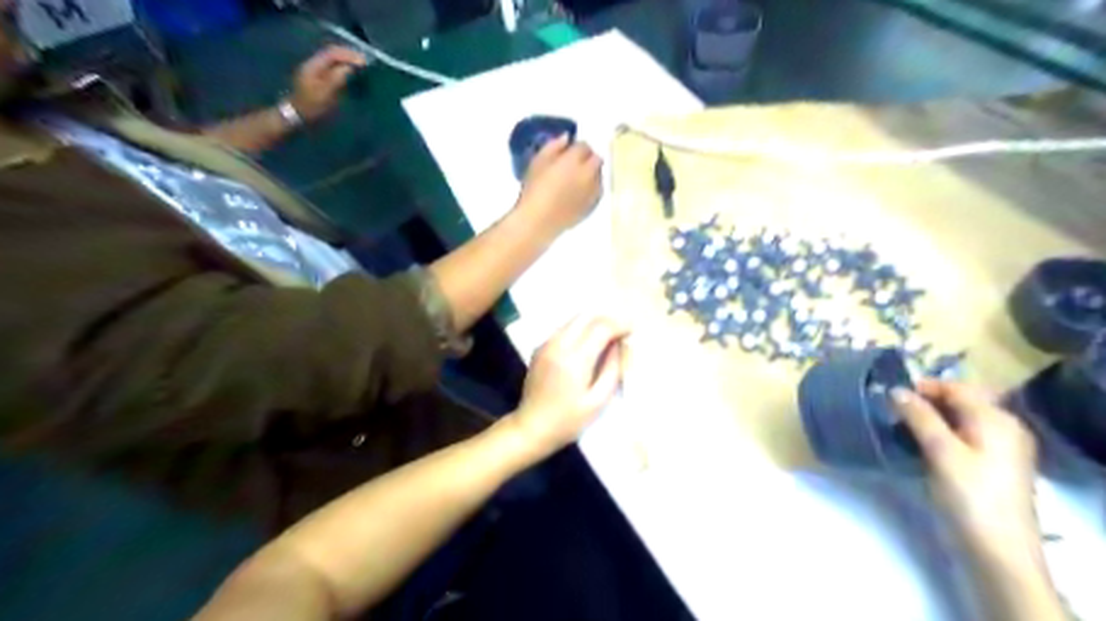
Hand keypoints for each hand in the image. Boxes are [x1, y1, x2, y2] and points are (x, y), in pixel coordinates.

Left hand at [285, 44, 367, 121]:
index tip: (365, 62)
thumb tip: (352, 67)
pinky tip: (351, 75)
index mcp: (314, 65)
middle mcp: (314, 64)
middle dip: (349, 56)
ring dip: (347, 62)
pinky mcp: (318, 80)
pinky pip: (332, 69)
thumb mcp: (326, 93)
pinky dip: (343, 69)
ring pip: (333, 61)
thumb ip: (338, 77)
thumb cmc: (312, 106)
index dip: (349, 55)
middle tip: (365, 63)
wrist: (297, 117)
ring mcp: (315, 71)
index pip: (333, 53)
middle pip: (333, 54)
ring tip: (361, 68)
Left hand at [511, 317, 626, 452]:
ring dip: (592, 324)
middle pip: (586, 316)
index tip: (632, 332)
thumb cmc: (568, 420)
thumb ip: (612, 369)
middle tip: (620, 335)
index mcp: (575, 359)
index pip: (601, 327)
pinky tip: (586, 348)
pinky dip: (579, 331)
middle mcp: (558, 345)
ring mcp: (546, 344)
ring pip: (574, 320)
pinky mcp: (539, 348)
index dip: (620, 325)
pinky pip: (563, 330)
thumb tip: (620, 344)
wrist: (531, 427)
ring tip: (606, 340)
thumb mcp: (598, 400)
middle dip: (606, 321)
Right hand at [516, 137, 604, 235]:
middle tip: (575, 164)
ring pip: (599, 175)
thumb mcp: (537, 162)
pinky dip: (592, 187)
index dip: (577, 147)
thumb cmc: (534, 190)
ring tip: (577, 179)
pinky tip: (580, 192)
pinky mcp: (593, 205)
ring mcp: (593, 190)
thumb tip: (566, 137)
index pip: (584, 145)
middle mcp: (589, 173)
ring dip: (592, 172)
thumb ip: (553, 146)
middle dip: (589, 158)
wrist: (539, 221)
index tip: (569, 151)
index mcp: (574, 160)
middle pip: (597, 159)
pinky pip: (598, 190)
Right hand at [893, 380, 1041, 559]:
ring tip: (897, 426)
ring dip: (927, 420)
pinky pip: (960, 437)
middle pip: (958, 402)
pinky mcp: (989, 466)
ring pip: (957, 421)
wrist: (997, 550)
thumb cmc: (969, 495)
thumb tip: (895, 390)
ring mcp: (998, 448)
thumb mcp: (941, 451)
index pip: (955, 387)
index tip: (887, 393)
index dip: (921, 386)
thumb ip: (919, 416)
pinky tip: (917, 444)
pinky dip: (937, 435)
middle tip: (889, 410)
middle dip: (923, 402)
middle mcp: (1002, 427)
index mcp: (996, 419)